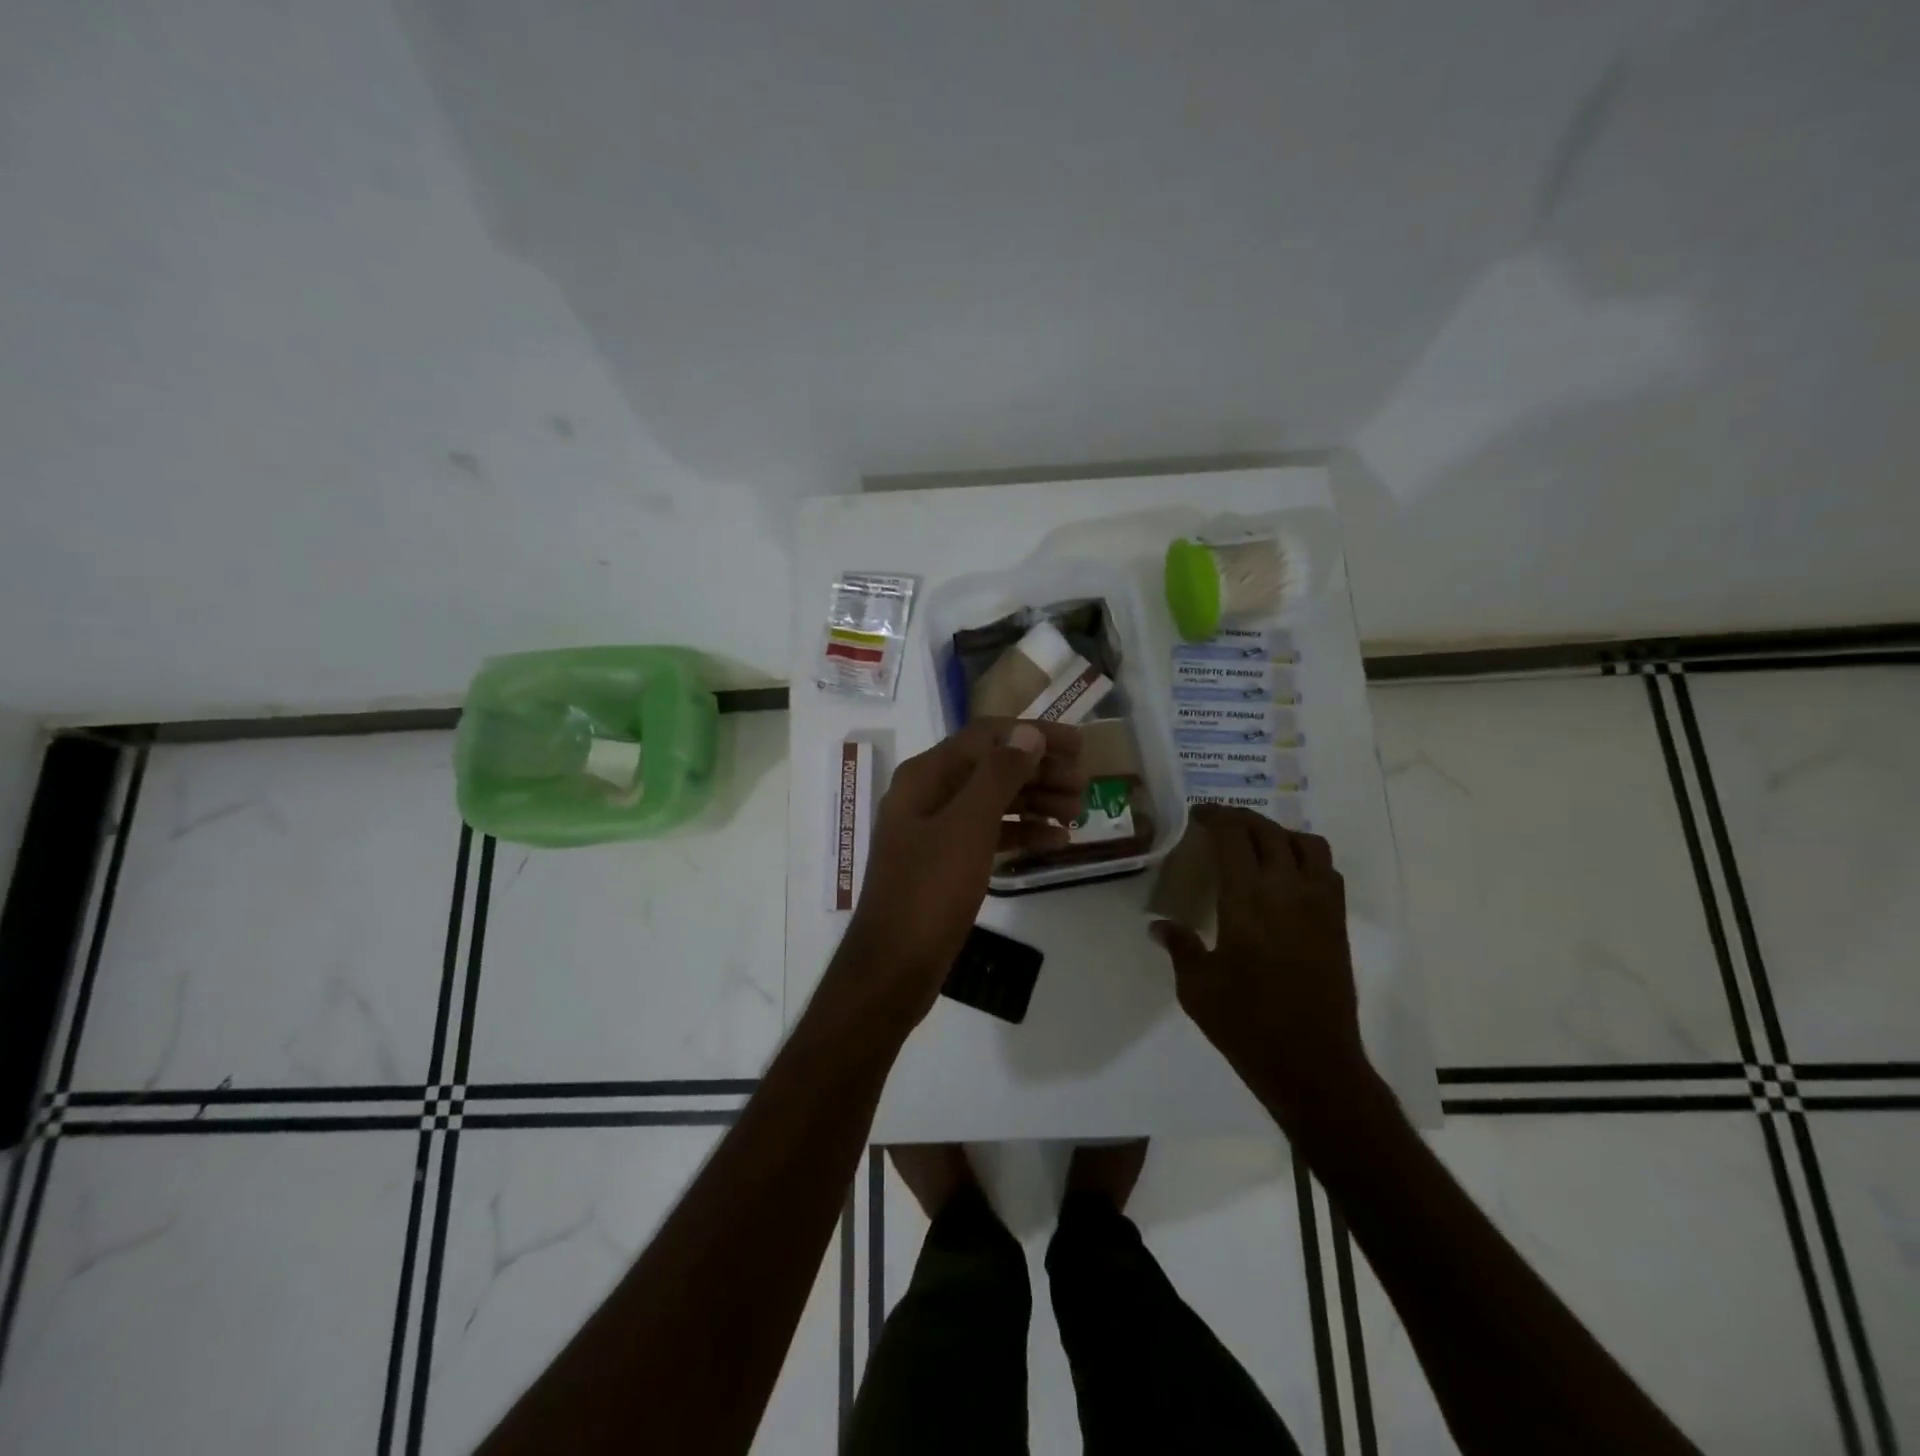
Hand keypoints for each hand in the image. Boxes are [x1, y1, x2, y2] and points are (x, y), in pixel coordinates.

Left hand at [835, 719, 1085, 1024]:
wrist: (894, 965)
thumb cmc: (930, 889)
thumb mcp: (968, 826)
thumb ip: (999, 774)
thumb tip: (1028, 732)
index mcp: (926, 775)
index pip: (986, 736)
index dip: (1033, 734)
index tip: (1079, 746)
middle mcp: (929, 794)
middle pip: (992, 767)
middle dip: (1040, 771)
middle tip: (1084, 785)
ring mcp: (937, 830)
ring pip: (994, 801)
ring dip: (1037, 801)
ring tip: (1078, 812)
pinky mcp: (948, 862)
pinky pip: (990, 834)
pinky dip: (1023, 833)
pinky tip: (1057, 841)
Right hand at [1150, 806, 1372, 1132]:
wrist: (1312, 1063)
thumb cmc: (1245, 1023)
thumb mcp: (1196, 986)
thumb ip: (1179, 946)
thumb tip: (1158, 925)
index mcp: (1247, 899)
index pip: (1234, 837)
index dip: (1215, 817)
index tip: (1198, 815)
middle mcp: (1288, 890)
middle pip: (1268, 832)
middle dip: (1241, 819)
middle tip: (1219, 823)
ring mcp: (1319, 905)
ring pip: (1307, 844)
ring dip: (1279, 833)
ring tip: (1257, 843)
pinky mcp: (1337, 924)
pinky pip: (1327, 871)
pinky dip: (1305, 857)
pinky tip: (1287, 875)